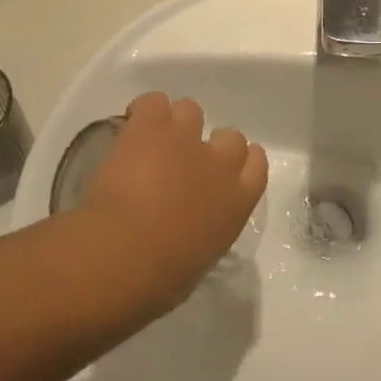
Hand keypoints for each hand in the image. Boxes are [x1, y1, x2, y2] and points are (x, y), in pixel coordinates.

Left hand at [77, 92, 267, 311]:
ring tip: (152, 145)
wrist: (124, 255)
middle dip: (209, 146)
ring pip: (191, 109)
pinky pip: (153, 102)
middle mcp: (220, 163)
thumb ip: (206, 232)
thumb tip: (192, 228)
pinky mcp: (151, 126)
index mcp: (238, 201)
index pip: (256, 163)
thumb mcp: (200, 259)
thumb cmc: (162, 278)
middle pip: (229, 136)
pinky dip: (143, 113)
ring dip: (175, 125)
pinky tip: (132, 129)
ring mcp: (186, 138)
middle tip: (182, 163)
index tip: (221, 171)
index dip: (239, 163)